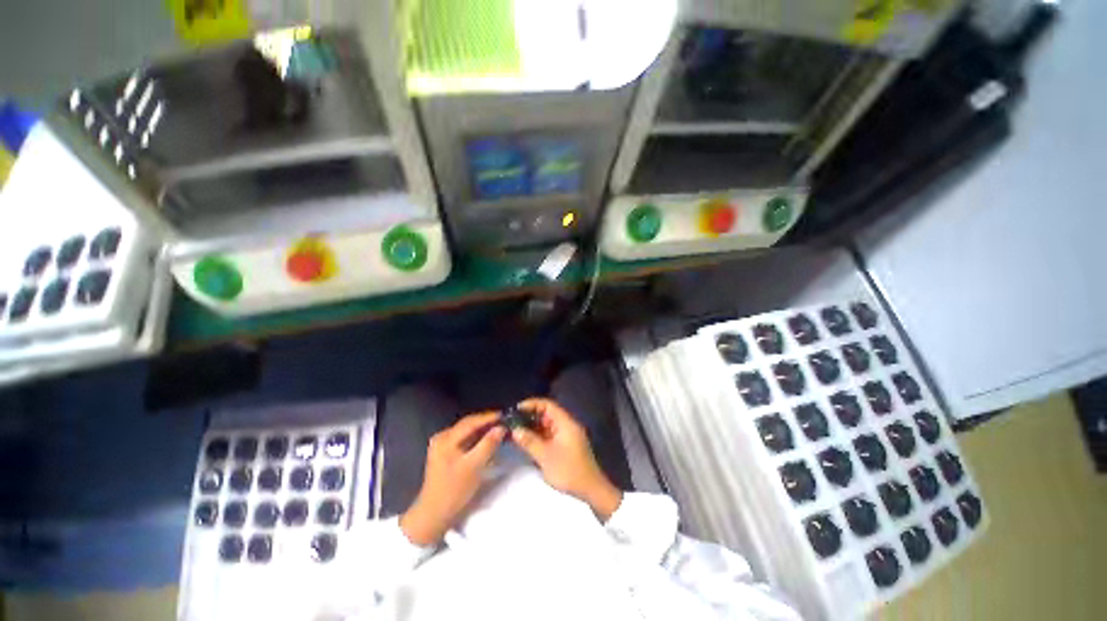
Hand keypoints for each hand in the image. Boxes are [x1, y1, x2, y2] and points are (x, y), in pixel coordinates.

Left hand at [400, 412, 504, 545]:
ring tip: (498, 428)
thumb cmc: (453, 490)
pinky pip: (464, 440)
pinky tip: (486, 440)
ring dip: (482, 430)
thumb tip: (501, 428)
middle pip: (468, 425)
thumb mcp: (474, 467)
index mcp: (446, 439)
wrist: (433, 515)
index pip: (471, 422)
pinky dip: (476, 438)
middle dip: (486, 422)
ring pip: (466, 432)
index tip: (504, 415)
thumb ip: (488, 445)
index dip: (488, 417)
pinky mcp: (445, 453)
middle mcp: (442, 437)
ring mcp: (442, 445)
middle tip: (504, 421)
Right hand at [512, 398, 622, 520]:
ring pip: (547, 425)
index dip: (532, 404)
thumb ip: (530, 441)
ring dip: (532, 427)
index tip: (517, 409)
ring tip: (515, 431)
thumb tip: (515, 430)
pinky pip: (549, 435)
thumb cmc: (568, 470)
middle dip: (530, 416)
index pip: (548, 405)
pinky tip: (526, 441)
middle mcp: (566, 426)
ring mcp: (566, 436)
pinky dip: (538, 436)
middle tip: (513, 421)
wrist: (590, 490)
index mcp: (565, 423)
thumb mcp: (545, 456)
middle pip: (547, 414)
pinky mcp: (565, 446)